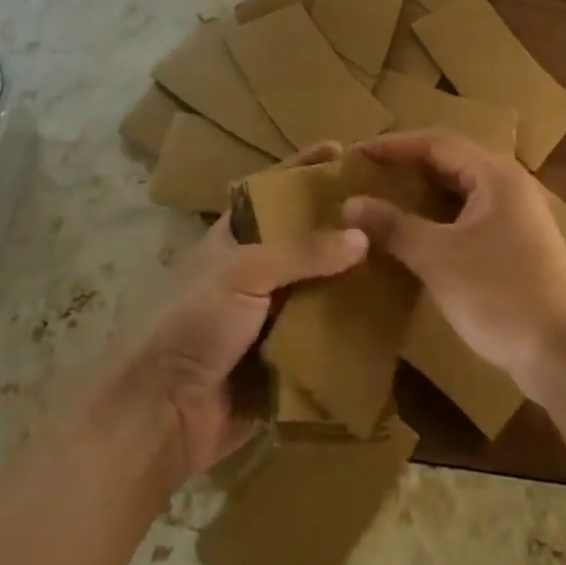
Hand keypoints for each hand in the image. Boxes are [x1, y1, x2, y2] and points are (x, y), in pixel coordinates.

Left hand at [130, 142, 364, 479]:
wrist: (161, 414)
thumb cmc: (193, 321)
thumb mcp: (242, 271)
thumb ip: (301, 252)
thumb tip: (361, 236)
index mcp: (237, 237)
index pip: (276, 191)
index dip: (305, 168)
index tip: (343, 150)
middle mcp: (257, 271)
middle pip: (307, 240)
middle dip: (344, 226)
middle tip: (392, 210)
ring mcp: (271, 317)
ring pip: (322, 289)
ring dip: (355, 281)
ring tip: (404, 260)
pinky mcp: (285, 360)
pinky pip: (326, 340)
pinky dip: (353, 332)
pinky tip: (393, 321)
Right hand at [341, 131, 565, 398]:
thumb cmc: (500, 295)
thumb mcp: (438, 258)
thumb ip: (394, 226)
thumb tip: (350, 203)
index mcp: (495, 175)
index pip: (436, 142)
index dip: (394, 145)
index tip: (358, 152)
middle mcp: (511, 184)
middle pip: (452, 160)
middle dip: (409, 164)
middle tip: (370, 172)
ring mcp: (520, 216)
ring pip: (463, 189)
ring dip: (426, 191)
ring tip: (388, 198)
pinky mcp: (522, 245)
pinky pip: (473, 214)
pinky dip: (443, 216)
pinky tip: (422, 234)